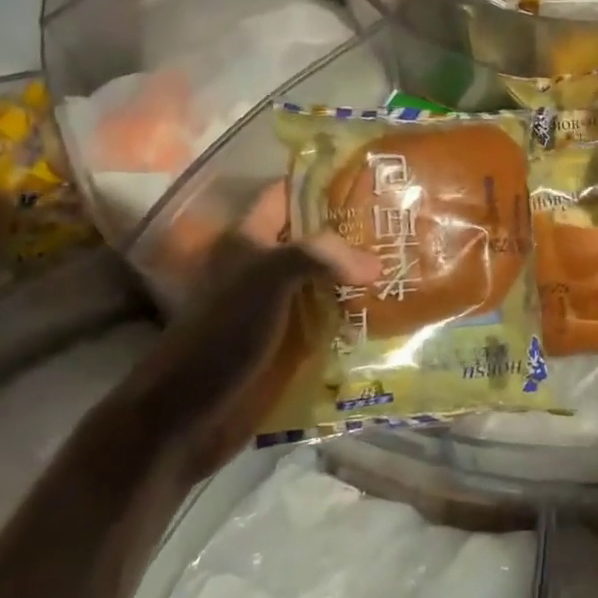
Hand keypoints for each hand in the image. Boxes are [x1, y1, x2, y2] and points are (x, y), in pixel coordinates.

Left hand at [110, 183, 378, 485]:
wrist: (186, 417)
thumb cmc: (220, 335)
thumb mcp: (266, 278)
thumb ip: (320, 256)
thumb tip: (375, 264)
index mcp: (250, 240)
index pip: (290, 194)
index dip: (326, 183)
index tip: (375, 179)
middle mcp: (266, 267)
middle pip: (317, 237)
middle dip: (357, 231)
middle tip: (407, 225)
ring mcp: (281, 306)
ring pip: (329, 278)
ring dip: (363, 275)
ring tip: (410, 263)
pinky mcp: (293, 343)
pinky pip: (334, 318)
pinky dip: (361, 314)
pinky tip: (395, 310)